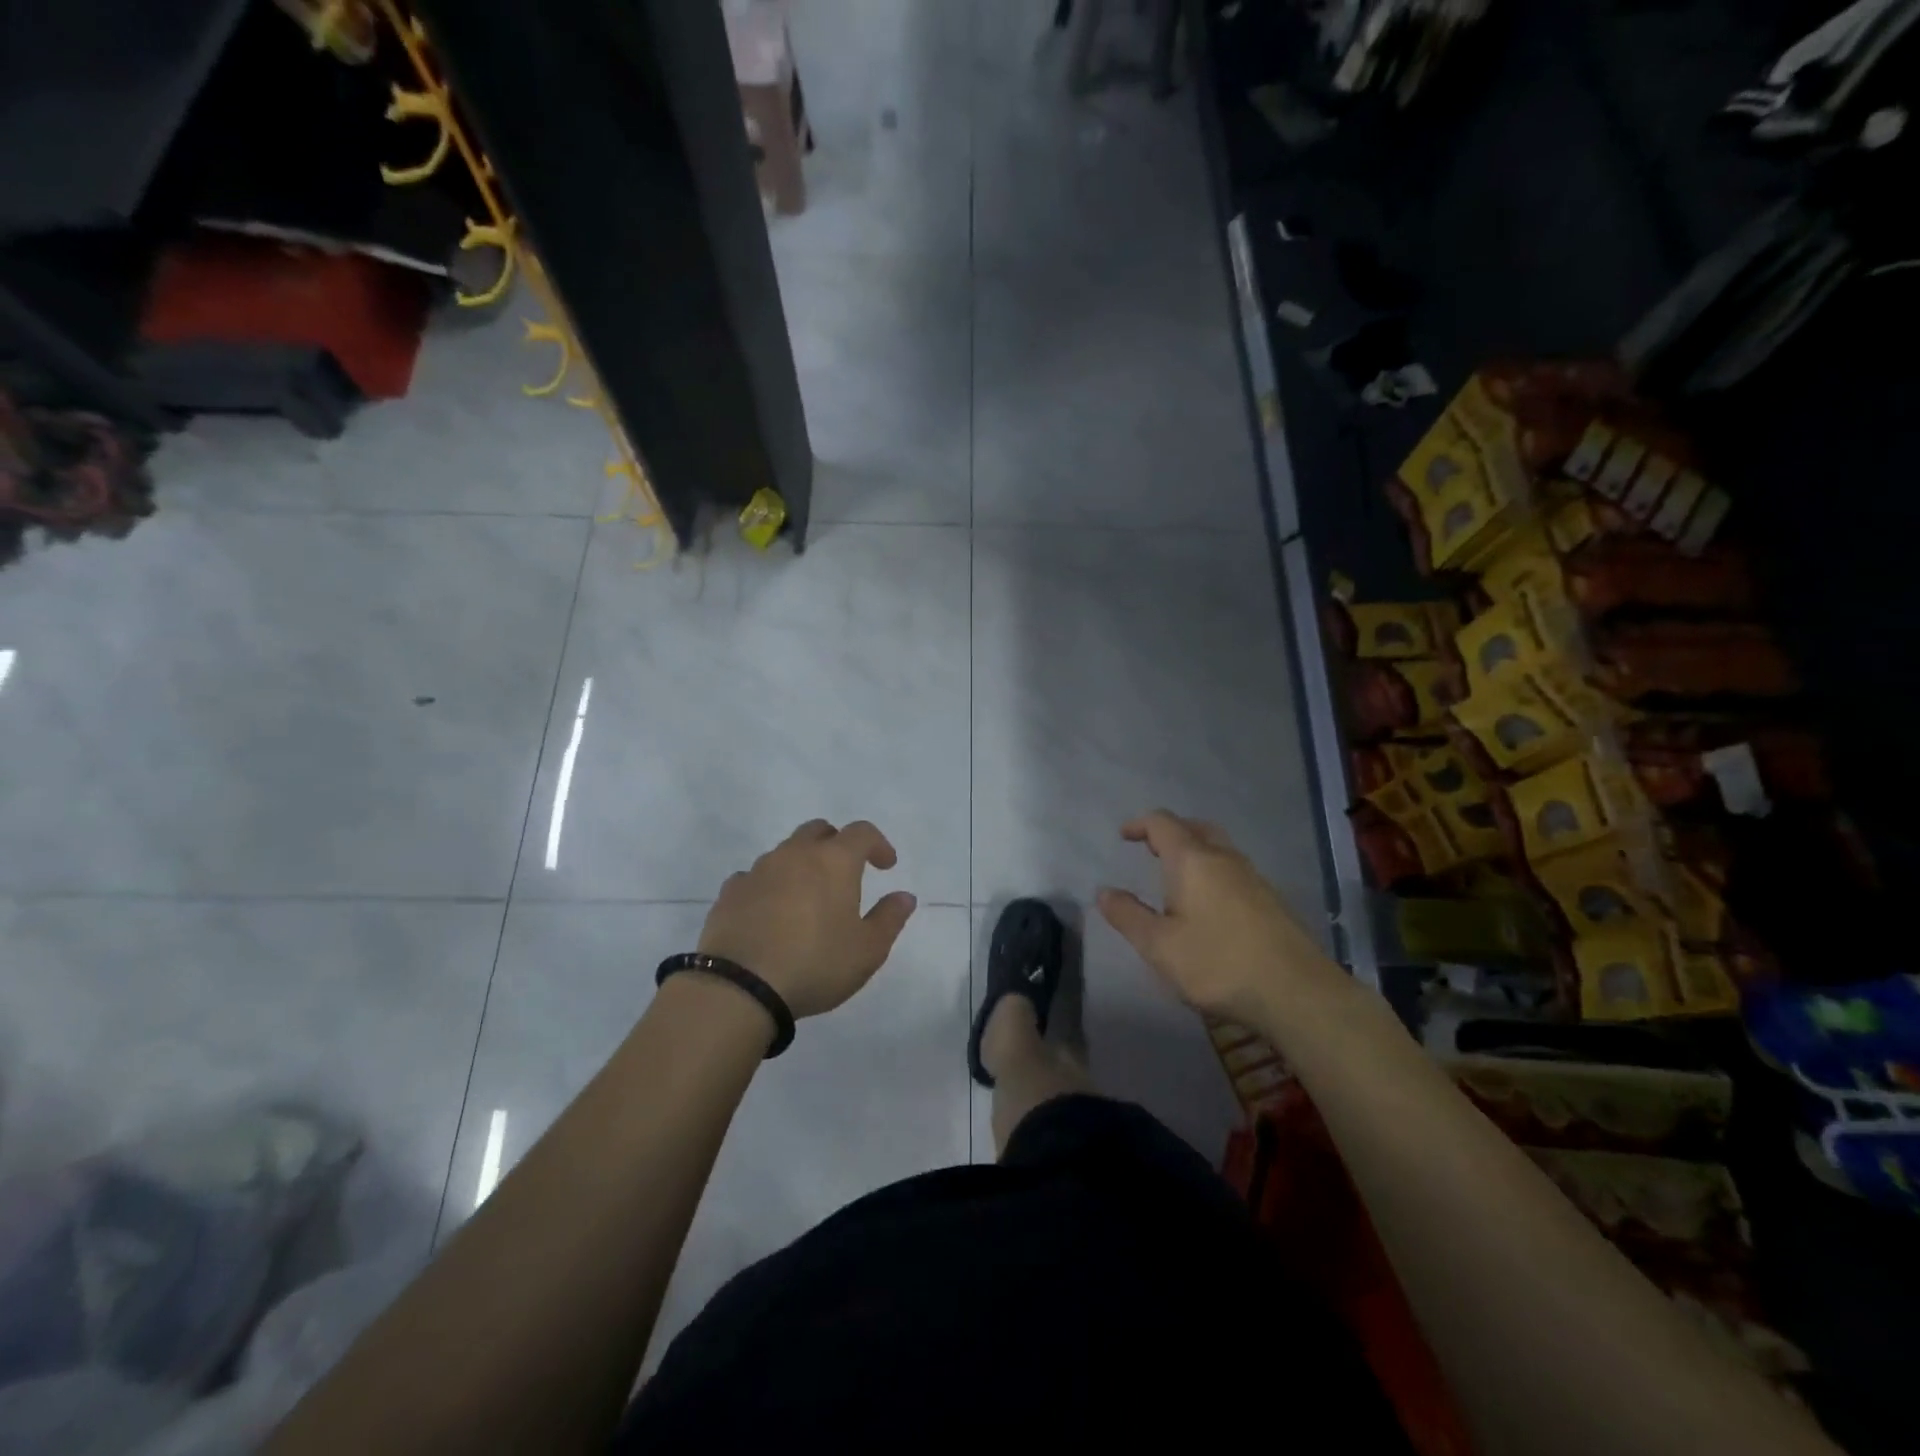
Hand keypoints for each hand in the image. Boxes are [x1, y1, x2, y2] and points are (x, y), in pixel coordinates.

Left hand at [697, 819, 917, 1018]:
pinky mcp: (730, 892)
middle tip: (845, 872)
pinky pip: (755, 877)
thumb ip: (890, 918)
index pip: (861, 832)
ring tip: (807, 899)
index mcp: (834, 861)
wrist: (740, 987)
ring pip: (785, 852)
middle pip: (818, 830)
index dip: (878, 844)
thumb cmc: (815, 963)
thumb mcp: (868, 950)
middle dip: (836, 844)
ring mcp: (758, 870)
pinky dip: (769, 886)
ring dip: (801, 865)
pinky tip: (770, 913)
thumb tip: (905, 896)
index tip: (886, 866)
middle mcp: (795, 854)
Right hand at [1097, 810, 1338, 1025]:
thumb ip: (1128, 916)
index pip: (1163, 824)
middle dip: (1170, 832)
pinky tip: (1209, 902)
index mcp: (1193, 860)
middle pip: (1195, 827)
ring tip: (1177, 875)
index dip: (1140, 824)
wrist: (1297, 993)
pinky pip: (1234, 869)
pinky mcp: (1271, 900)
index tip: (1123, 835)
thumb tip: (1103, 891)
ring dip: (1195, 850)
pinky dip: (1213, 870)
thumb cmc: (1218, 964)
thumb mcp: (1159, 946)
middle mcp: (1224, 858)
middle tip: (1151, 848)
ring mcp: (1253, 877)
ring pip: (1219, 847)